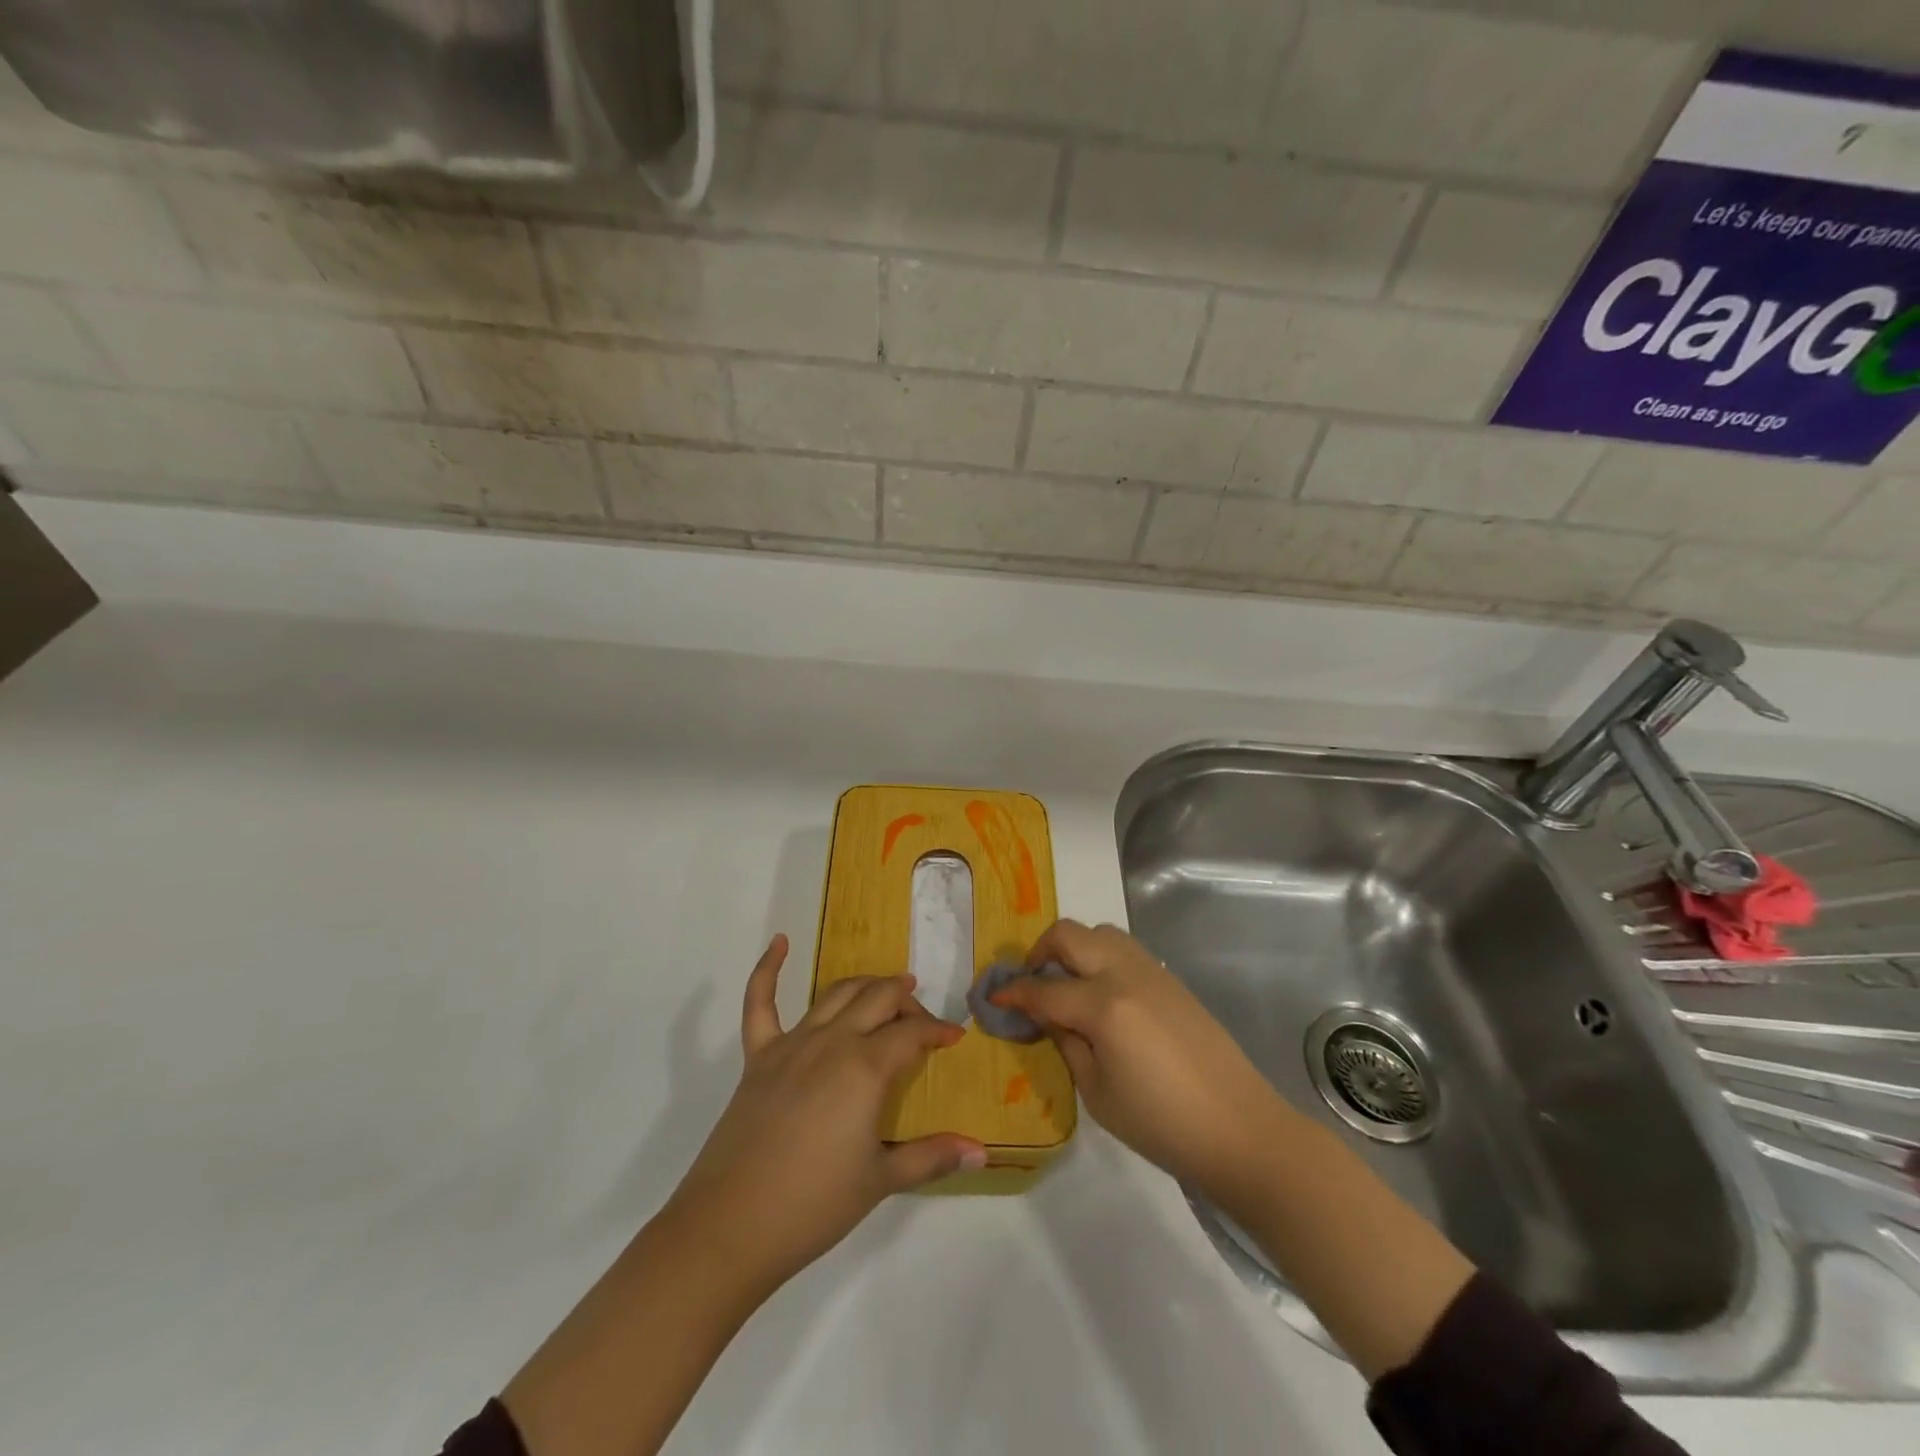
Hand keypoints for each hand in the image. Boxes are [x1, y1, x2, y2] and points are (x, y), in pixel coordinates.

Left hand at [666, 935, 987, 1297]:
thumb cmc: (814, 1205)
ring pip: (836, 994)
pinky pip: (760, 1003)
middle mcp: (832, 1042)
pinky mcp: (758, 1056)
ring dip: (865, 985)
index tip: (954, 1037)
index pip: (912, 1033)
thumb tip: (983, 1151)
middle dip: (906, 1000)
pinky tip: (780, 943)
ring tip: (886, 987)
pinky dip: (768, 969)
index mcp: (866, 1068)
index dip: (938, 1030)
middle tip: (920, 1018)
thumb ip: (932, 1157)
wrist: (731, 1225)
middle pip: (878, 1000)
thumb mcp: (881, 1180)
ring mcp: (791, 1044)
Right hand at [990, 919, 1288, 1207]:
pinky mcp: (1171, 980)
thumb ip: (1067, 1045)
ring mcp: (1152, 972)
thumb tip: (1048, 1017)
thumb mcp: (1098, 1094)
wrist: (1240, 1128)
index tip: (992, 998)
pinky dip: (1101, 956)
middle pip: (1069, 935)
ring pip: (1101, 932)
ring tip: (1066, 982)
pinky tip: (1101, 993)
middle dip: (1039, 951)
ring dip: (1074, 947)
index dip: (1013, 993)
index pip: (1044, 990)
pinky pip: (1125, 949)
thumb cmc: (1162, 1124)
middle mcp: (1125, 975)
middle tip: (1031, 981)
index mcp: (1104, 1007)